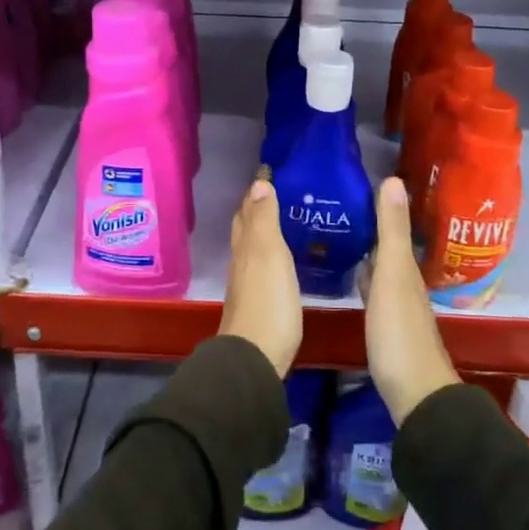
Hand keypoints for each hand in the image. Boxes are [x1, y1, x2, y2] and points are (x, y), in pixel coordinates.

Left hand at [220, 180, 301, 376]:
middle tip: (278, 191)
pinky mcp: (259, 304)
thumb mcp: (269, 254)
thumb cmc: (267, 302)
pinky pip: (262, 267)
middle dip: (257, 207)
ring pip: (253, 247)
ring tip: (286, 218)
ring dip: (264, 230)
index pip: (247, 210)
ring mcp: (248, 284)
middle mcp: (242, 261)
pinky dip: (270, 254)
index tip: (271, 171)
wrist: (255, 358)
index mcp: (246, 246)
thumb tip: (258, 183)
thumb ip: (265, 220)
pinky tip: (284, 259)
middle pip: (246, 227)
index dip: (257, 191)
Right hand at [360, 178, 458, 424]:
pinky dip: (363, 274)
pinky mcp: (386, 325)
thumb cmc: (399, 333)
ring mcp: (396, 305)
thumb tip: (393, 179)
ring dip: (366, 249)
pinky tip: (351, 275)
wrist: (414, 394)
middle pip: (388, 245)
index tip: (355, 183)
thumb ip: (392, 231)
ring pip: (381, 266)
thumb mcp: (393, 276)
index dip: (379, 204)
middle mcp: (404, 281)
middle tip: (339, 202)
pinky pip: (373, 288)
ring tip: (339, 230)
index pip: (393, 226)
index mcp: (406, 267)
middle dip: (370, 224)